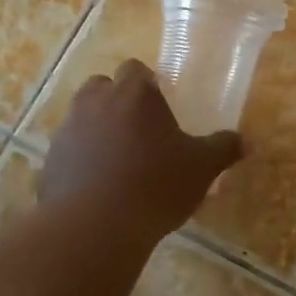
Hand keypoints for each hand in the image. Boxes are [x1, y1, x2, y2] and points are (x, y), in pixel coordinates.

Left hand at [41, 59, 244, 242]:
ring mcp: (68, 130)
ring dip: (97, 130)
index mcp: (134, 93)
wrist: (95, 226)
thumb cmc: (155, 185)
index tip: (160, 105)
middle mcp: (96, 102)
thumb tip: (245, 141)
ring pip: (82, 117)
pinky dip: (81, 160)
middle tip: (139, 130)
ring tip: (118, 161)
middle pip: (103, 87)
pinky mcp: (50, 160)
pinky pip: (69, 151)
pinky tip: (97, 187)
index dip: (148, 83)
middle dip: (117, 101)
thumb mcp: (201, 168)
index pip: (136, 69)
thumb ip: (222, 148)